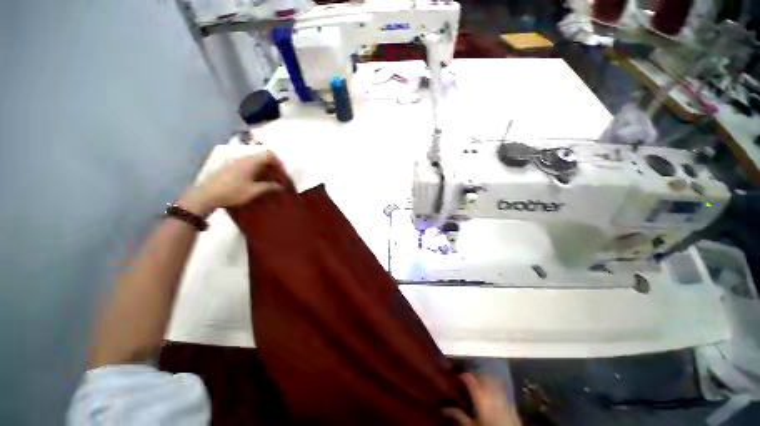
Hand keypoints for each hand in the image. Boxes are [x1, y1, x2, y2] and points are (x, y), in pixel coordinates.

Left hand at [179, 151, 282, 216]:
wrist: (206, 195)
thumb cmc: (232, 192)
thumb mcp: (254, 191)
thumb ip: (269, 186)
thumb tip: (281, 186)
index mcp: (251, 162)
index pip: (269, 155)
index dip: (279, 163)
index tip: (283, 174)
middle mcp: (244, 158)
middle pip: (263, 157)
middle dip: (273, 167)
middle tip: (278, 179)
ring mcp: (236, 162)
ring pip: (256, 161)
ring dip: (265, 170)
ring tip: (269, 182)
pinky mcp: (231, 167)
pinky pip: (249, 165)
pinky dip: (257, 171)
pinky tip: (257, 182)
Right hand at [443, 373, 521, 425]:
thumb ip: (459, 415)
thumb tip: (443, 408)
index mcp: (481, 395)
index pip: (469, 377)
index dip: (461, 375)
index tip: (454, 378)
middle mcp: (492, 391)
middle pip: (481, 375)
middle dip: (473, 375)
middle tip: (464, 381)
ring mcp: (503, 395)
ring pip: (491, 379)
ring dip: (483, 379)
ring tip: (476, 384)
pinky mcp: (511, 402)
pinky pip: (500, 388)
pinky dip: (494, 386)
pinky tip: (490, 392)